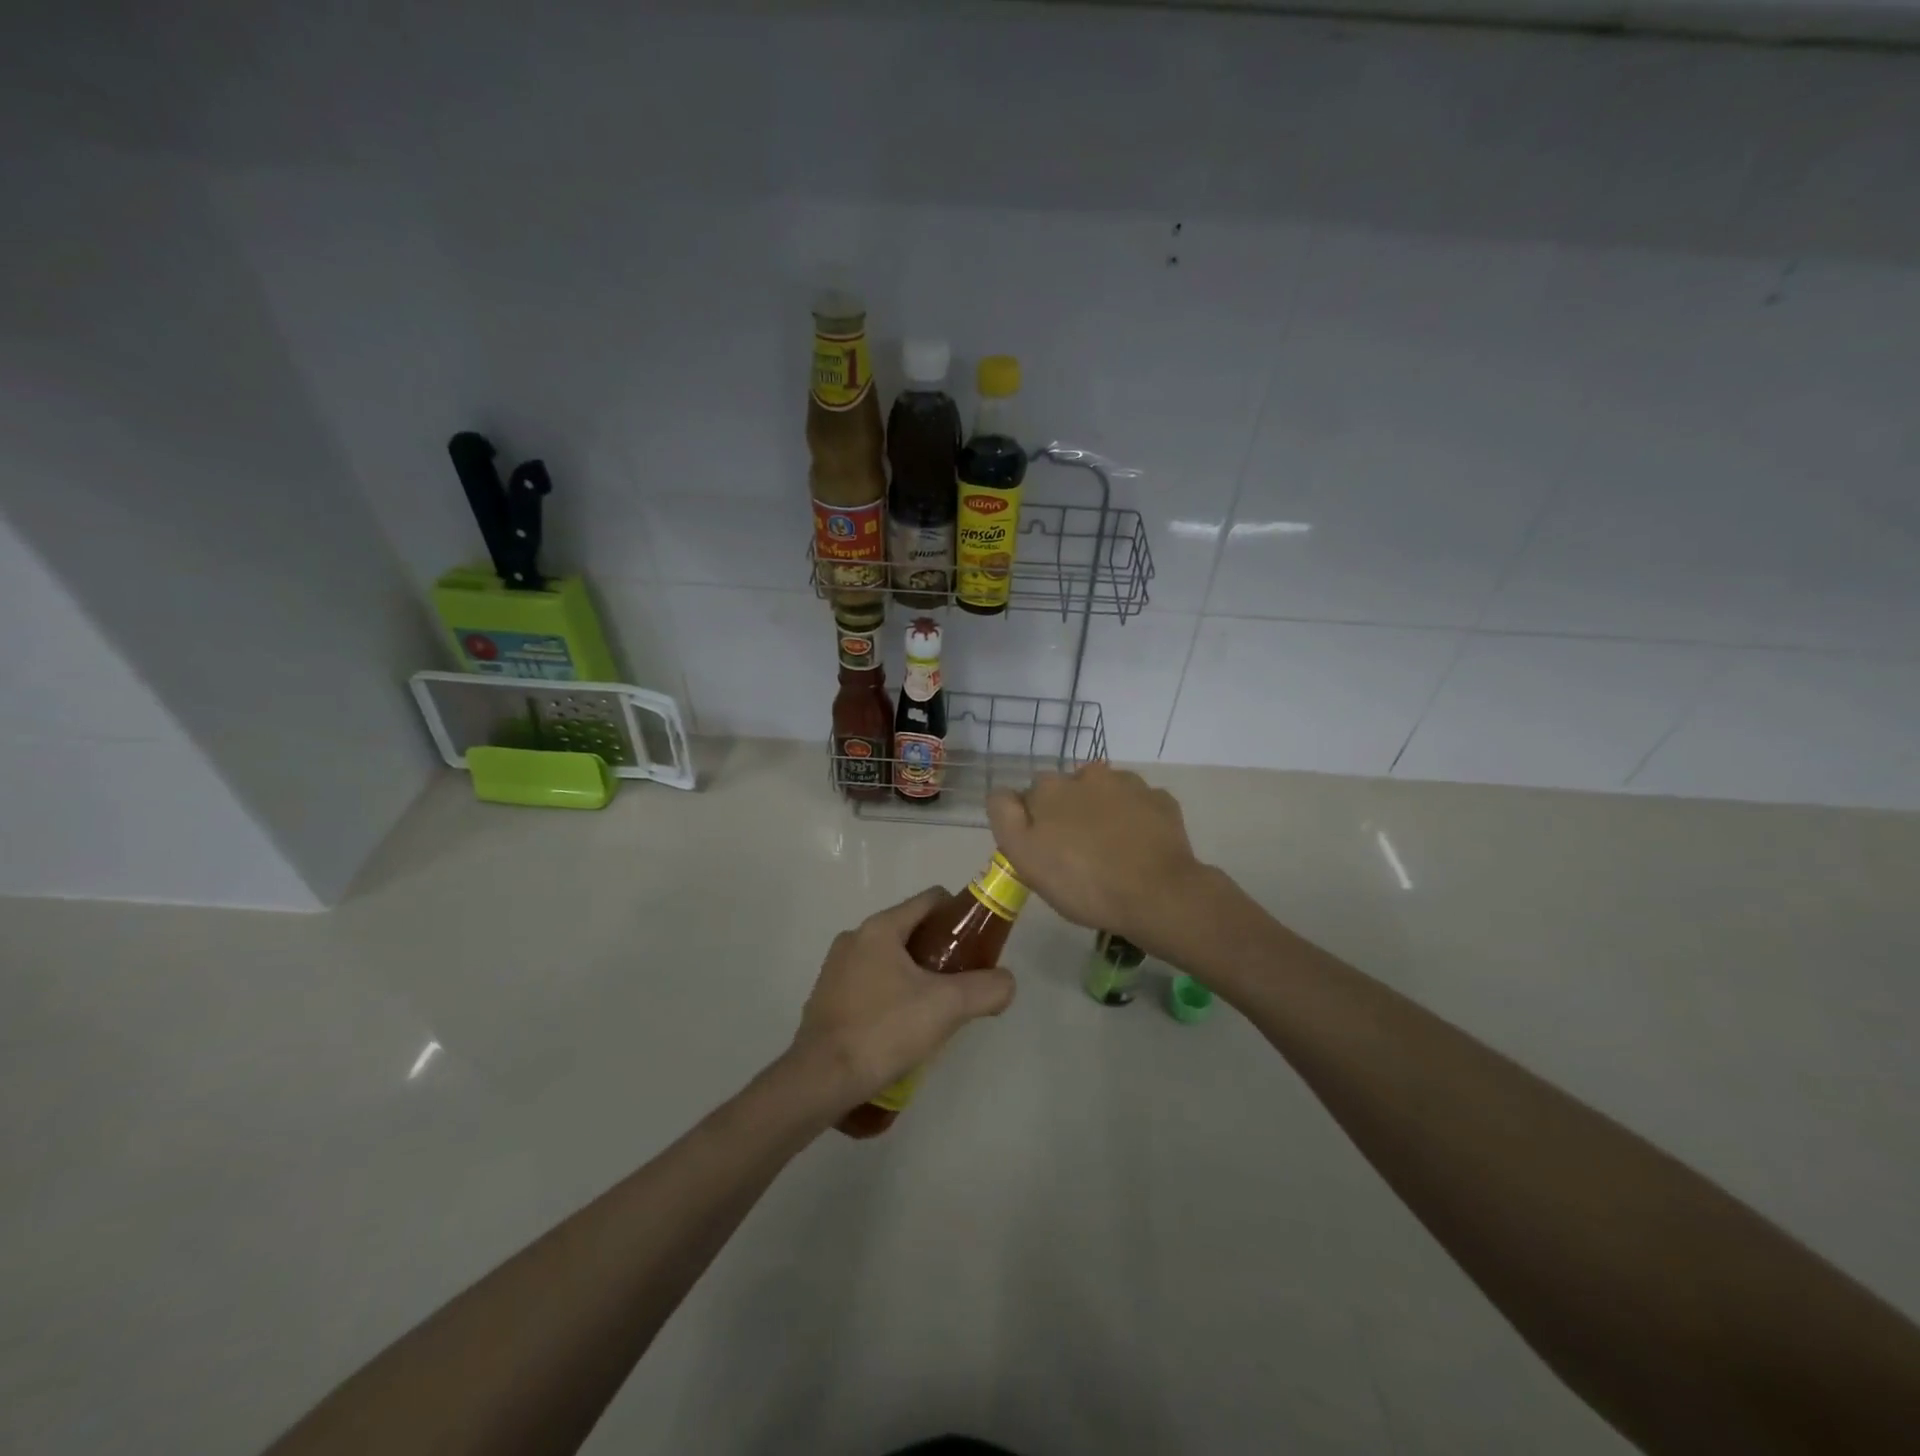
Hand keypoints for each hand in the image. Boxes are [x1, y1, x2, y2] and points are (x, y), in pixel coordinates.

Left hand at [791, 887, 1016, 1104]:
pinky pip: (870, 983)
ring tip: (934, 1011)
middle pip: (911, 930)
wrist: (821, 1079)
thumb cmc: (884, 1030)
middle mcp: (854, 938)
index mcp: (880, 928)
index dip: (960, 915)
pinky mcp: (826, 998)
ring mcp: (836, 968)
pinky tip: (901, 1028)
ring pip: (890, 959)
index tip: (978, 945)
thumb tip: (1006, 983)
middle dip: (940, 951)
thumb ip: (986, 988)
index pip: (930, 900)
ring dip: (916, 975)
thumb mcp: (947, 1006)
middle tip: (962, 983)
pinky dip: (891, 994)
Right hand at [987, 762, 1209, 953]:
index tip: (1043, 850)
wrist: (1158, 895)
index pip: (1029, 795)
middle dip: (1068, 811)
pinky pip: (1139, 805)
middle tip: (1076, 852)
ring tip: (1110, 849)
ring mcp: (1129, 785)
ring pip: (1105, 792)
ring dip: (1102, 810)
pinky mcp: (1161, 801)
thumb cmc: (1083, 883)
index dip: (1032, 822)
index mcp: (1050, 789)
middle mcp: (1088, 775)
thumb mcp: (1025, 858)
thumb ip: (1005, 817)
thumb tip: (1002, 793)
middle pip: (1068, 789)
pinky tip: (1138, 847)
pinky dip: (1135, 819)